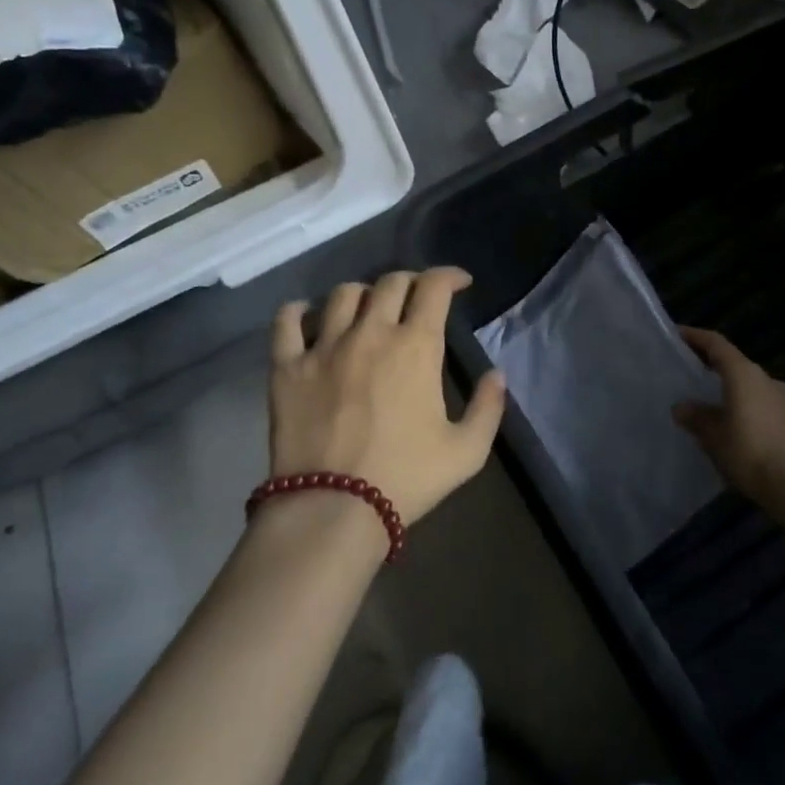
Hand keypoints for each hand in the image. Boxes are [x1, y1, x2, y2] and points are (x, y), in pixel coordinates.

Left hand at [268, 268, 505, 525]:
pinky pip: (287, 321)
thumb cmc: (406, 478)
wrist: (333, 509)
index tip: (460, 283)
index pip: (434, 287)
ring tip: (367, 310)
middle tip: (417, 298)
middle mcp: (371, 332)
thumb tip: (497, 374)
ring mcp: (324, 346)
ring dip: (363, 294)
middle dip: (411, 282)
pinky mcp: (287, 366)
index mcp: (416, 346)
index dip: (450, 276)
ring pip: (343, 294)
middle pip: (390, 282)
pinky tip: (307, 315)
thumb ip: (488, 407)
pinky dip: (299, 311)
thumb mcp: (466, 451)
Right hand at [674, 326, 784, 502]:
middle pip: (734, 363)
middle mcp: (765, 378)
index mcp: (744, 373)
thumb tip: (682, 407)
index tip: (678, 334)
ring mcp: (782, 399)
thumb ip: (697, 417)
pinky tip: (731, 425)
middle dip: (712, 366)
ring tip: (707, 402)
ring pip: (749, 385)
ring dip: (729, 389)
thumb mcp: (713, 435)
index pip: (717, 344)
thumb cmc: (748, 450)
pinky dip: (743, 406)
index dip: (696, 337)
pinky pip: (759, 404)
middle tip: (689, 372)